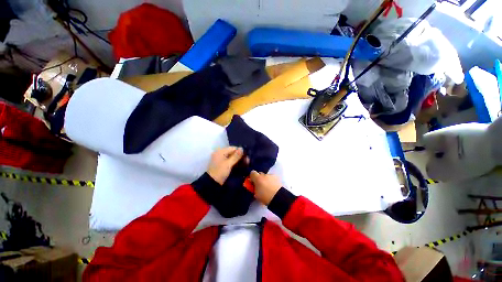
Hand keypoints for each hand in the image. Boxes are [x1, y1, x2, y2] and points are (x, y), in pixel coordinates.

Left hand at [207, 147, 244, 184]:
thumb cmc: (220, 172)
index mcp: (221, 151)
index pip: (233, 148)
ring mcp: (221, 160)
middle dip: (240, 156)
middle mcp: (221, 154)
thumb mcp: (229, 164)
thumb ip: (236, 156)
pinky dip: (235, 163)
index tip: (247, 156)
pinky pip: (230, 161)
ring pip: (232, 157)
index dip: (240, 152)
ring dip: (239, 160)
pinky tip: (241, 165)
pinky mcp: (222, 165)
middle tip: (248, 161)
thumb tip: (242, 148)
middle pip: (233, 153)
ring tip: (247, 163)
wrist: (212, 183)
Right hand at [249, 170, 281, 204]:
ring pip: (266, 176)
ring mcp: (271, 175)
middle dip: (259, 178)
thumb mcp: (256, 194)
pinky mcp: (277, 177)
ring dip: (266, 179)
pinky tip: (272, 186)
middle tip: (260, 185)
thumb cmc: (265, 197)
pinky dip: (271, 181)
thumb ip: (254, 188)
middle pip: (260, 174)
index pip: (252, 173)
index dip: (252, 177)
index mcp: (258, 178)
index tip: (252, 182)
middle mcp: (264, 175)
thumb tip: (253, 184)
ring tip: (267, 187)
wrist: (278, 198)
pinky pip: (272, 177)